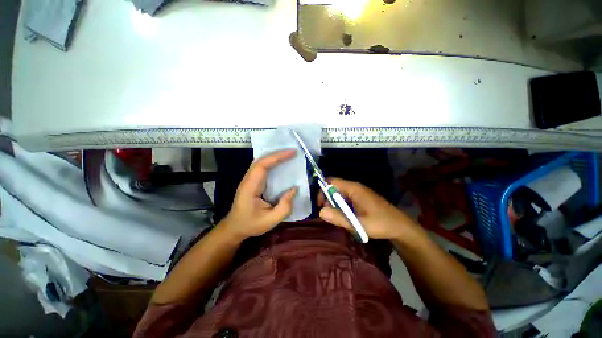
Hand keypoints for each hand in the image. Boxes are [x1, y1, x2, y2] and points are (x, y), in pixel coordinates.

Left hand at [220, 149, 297, 240]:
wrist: (234, 228)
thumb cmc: (251, 225)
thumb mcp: (270, 221)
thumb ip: (285, 207)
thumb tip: (294, 189)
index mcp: (250, 187)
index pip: (262, 166)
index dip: (277, 157)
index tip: (292, 153)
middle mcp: (248, 180)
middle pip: (261, 160)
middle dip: (277, 154)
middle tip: (293, 152)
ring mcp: (249, 180)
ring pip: (261, 162)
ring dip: (274, 157)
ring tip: (288, 155)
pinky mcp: (252, 181)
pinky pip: (262, 167)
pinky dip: (272, 162)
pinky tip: (280, 163)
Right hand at [318, 178, 417, 239]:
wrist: (400, 227)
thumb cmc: (381, 224)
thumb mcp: (359, 224)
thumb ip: (339, 218)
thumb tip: (320, 212)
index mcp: (353, 188)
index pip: (331, 181)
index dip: (322, 191)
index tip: (320, 205)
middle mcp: (354, 187)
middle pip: (334, 188)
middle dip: (328, 200)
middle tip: (330, 216)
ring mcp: (358, 193)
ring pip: (339, 194)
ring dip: (335, 205)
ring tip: (339, 219)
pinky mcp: (361, 198)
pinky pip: (346, 199)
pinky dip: (342, 207)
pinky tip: (347, 218)